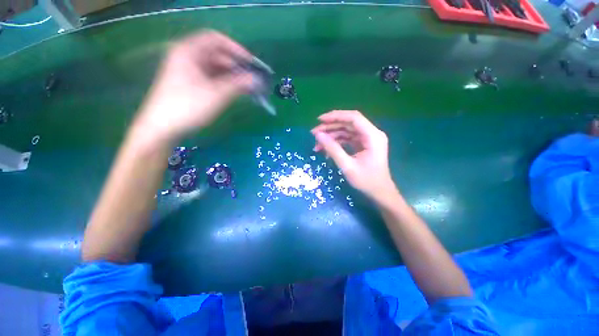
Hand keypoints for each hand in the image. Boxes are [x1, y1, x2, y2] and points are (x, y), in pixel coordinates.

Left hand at [135, 30, 254, 141]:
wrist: (162, 128)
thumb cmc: (188, 107)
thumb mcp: (216, 94)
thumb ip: (238, 84)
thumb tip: (256, 79)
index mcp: (189, 51)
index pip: (216, 39)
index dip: (236, 49)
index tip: (251, 63)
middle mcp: (187, 57)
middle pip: (216, 54)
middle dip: (236, 66)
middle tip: (253, 80)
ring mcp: (187, 71)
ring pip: (215, 68)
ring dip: (232, 76)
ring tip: (248, 88)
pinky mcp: (189, 85)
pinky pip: (211, 78)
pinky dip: (224, 83)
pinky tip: (235, 92)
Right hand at [311, 110, 394, 200]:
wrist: (379, 193)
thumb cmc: (366, 181)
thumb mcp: (347, 166)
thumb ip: (332, 149)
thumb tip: (318, 135)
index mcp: (373, 136)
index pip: (353, 118)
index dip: (335, 116)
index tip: (319, 120)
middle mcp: (371, 134)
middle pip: (348, 123)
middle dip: (330, 127)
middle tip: (314, 133)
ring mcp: (367, 139)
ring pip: (346, 131)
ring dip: (331, 136)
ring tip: (317, 144)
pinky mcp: (363, 144)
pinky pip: (347, 139)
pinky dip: (336, 142)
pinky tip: (326, 149)